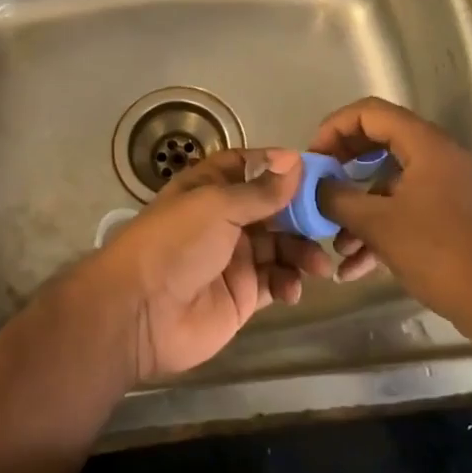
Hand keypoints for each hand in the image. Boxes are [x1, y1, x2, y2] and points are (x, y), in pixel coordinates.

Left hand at [80, 148, 333, 381]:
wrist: (140, 312)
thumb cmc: (175, 243)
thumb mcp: (217, 205)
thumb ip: (261, 190)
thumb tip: (296, 160)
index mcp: (210, 188)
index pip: (249, 167)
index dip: (279, 167)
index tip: (314, 171)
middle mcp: (224, 219)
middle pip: (273, 208)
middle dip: (302, 214)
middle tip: (331, 221)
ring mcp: (235, 258)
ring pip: (281, 246)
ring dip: (302, 251)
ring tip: (317, 265)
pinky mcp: (243, 295)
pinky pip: (276, 282)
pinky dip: (289, 283)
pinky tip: (291, 289)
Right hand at [311, 98, 471, 331]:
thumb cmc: (440, 252)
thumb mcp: (379, 224)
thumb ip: (337, 199)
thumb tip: (312, 186)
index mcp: (425, 144)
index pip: (370, 112)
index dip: (334, 129)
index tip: (313, 160)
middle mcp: (436, 157)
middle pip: (377, 145)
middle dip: (342, 169)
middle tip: (317, 190)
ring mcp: (444, 188)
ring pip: (387, 185)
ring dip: (356, 210)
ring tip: (333, 243)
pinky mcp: (447, 218)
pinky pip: (402, 212)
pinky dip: (377, 232)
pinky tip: (353, 268)